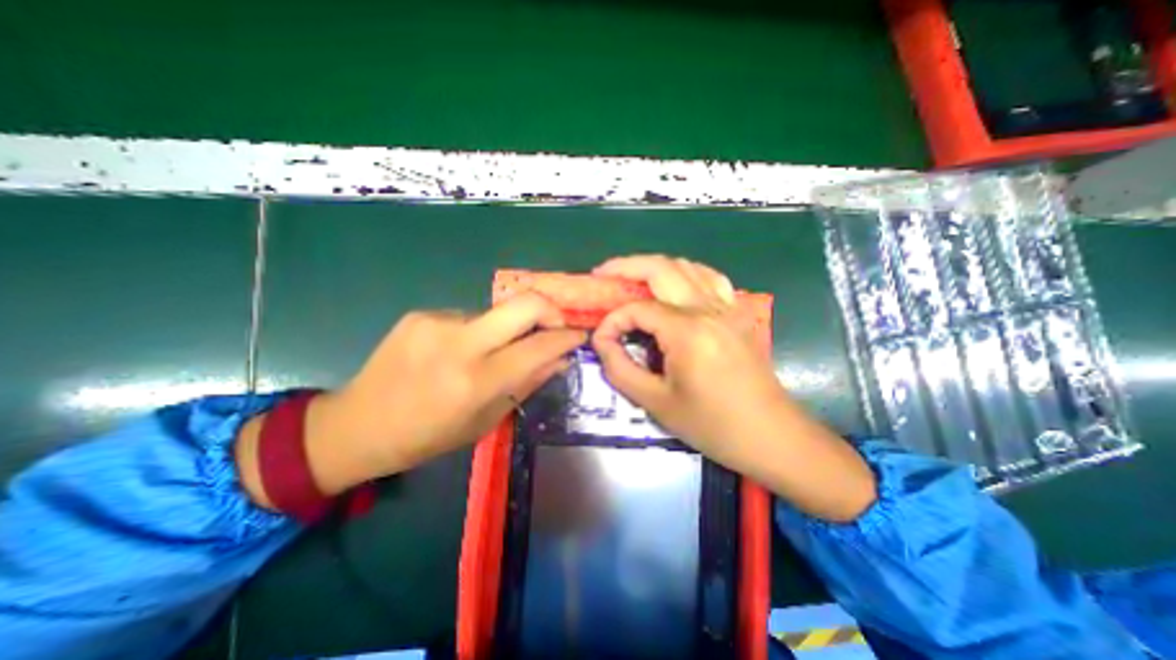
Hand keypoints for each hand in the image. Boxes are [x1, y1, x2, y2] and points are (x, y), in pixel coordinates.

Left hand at [237, 294, 586, 503]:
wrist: (358, 424)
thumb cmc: (427, 436)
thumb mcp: (485, 420)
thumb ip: (526, 384)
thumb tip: (560, 359)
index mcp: (476, 381)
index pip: (539, 347)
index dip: (566, 338)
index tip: (579, 336)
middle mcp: (459, 343)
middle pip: (524, 303)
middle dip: (550, 310)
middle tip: (554, 326)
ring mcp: (437, 322)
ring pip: (496, 313)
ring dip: (507, 329)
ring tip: (492, 353)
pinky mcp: (421, 313)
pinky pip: (468, 317)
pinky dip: (478, 331)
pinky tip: (459, 351)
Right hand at [594, 254, 782, 461]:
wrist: (770, 435)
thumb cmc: (712, 425)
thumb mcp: (656, 402)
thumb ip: (620, 368)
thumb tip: (602, 341)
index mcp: (688, 331)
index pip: (638, 309)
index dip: (613, 321)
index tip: (601, 340)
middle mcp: (708, 309)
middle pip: (662, 268)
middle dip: (626, 267)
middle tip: (603, 273)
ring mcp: (727, 307)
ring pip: (687, 266)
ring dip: (655, 266)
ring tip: (631, 278)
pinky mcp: (738, 313)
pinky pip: (709, 278)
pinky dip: (684, 273)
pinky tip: (673, 285)